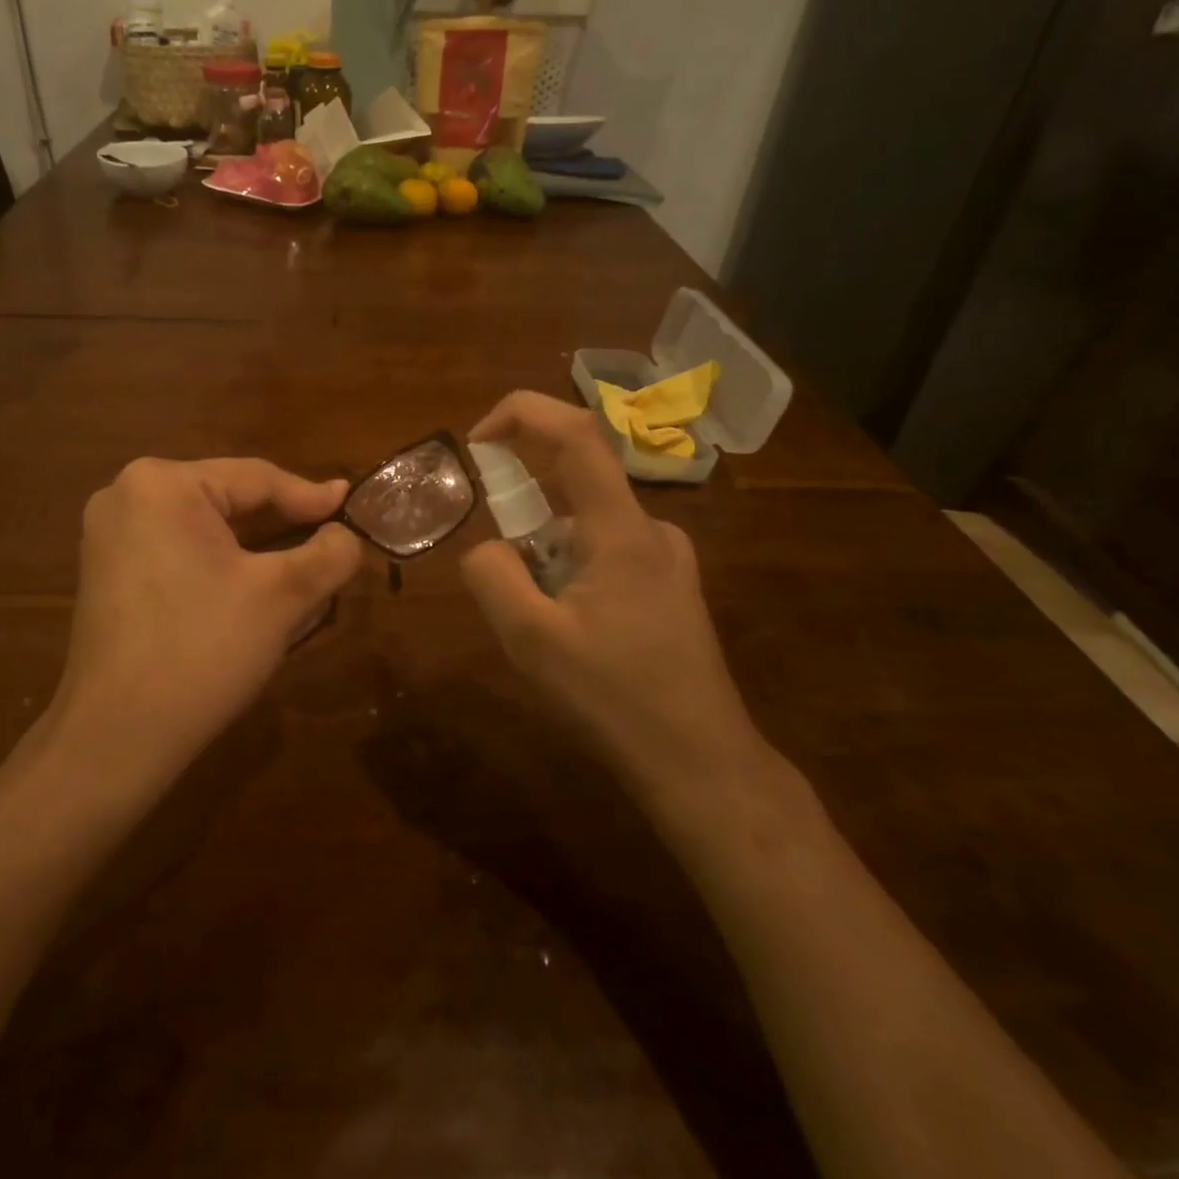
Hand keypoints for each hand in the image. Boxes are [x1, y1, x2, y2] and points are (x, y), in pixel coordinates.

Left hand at [46, 457, 361, 796]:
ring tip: (301, 560)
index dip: (310, 496)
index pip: (255, 477)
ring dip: (253, 545)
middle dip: (281, 524)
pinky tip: (250, 584)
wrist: (116, 736)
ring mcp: (109, 534)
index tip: (351, 505)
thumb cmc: (202, 650)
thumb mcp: (281, 597)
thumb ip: (328, 554)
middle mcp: (127, 494)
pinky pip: (178, 549)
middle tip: (331, 537)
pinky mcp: (106, 570)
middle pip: (227, 499)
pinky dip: (218, 562)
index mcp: (163, 484)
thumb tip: (346, 535)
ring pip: (204, 526)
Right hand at [461, 392, 768, 812]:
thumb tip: (487, 546)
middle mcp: (653, 530)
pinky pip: (606, 554)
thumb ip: (492, 576)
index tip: (477, 439)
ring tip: (546, 630)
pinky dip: (572, 574)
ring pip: (587, 529)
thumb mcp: (531, 641)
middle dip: (525, 519)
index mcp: (623, 531)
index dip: (522, 414)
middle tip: (508, 583)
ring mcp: (669, 559)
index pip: (577, 434)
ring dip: (548, 559)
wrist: (701, 764)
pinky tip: (576, 636)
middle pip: (575, 486)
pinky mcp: (672, 587)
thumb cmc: (614, 700)